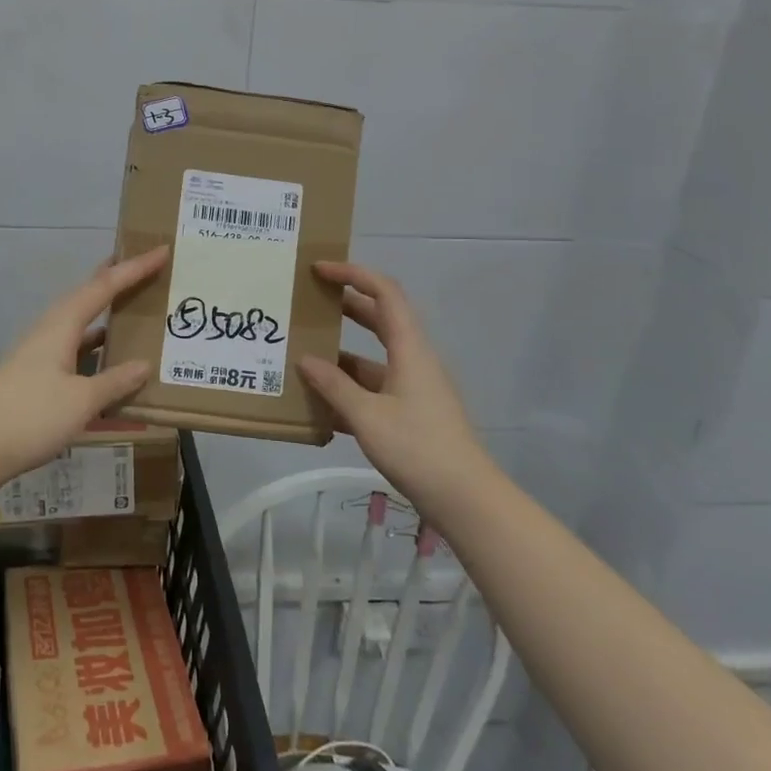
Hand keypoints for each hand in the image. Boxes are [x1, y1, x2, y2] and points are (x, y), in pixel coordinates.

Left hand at [0, 246, 170, 485]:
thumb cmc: (30, 416)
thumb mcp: (81, 401)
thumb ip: (115, 381)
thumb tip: (144, 365)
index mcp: (61, 325)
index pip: (104, 287)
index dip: (134, 269)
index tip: (161, 250)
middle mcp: (50, 330)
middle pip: (87, 295)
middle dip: (115, 280)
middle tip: (144, 265)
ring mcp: (39, 353)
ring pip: (79, 322)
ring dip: (105, 313)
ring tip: (133, 307)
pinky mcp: (35, 375)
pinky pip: (73, 348)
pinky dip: (95, 346)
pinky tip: (108, 358)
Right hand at [296, 262, 488, 496]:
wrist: (466, 499)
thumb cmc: (418, 448)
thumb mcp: (367, 416)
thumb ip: (334, 386)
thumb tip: (305, 360)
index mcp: (410, 349)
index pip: (385, 293)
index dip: (353, 274)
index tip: (320, 270)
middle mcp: (414, 360)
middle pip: (380, 319)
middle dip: (345, 306)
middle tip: (309, 302)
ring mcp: (414, 388)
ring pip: (374, 357)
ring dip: (342, 353)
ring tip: (303, 354)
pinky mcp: (411, 413)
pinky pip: (375, 388)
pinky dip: (349, 388)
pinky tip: (320, 403)